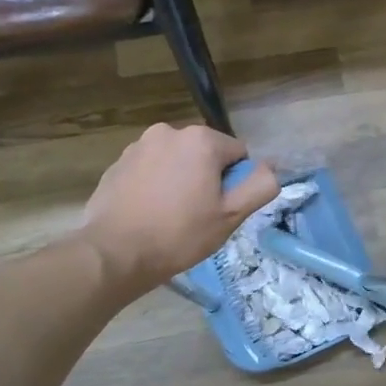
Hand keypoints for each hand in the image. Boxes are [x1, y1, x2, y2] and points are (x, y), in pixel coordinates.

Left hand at [81, 124, 279, 298]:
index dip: (235, 183)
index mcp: (201, 139)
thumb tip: (271, 167)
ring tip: (170, 215)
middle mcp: (169, 132)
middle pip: (205, 153)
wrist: (114, 253)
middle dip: (207, 177)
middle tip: (197, 214)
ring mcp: (139, 145)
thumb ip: (260, 185)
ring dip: (180, 179)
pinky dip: (155, 184)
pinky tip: (148, 212)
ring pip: (176, 160)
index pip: (237, 154)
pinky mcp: (118, 163)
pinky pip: (150, 169)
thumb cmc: (179, 234)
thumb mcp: (231, 215)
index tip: (219, 209)